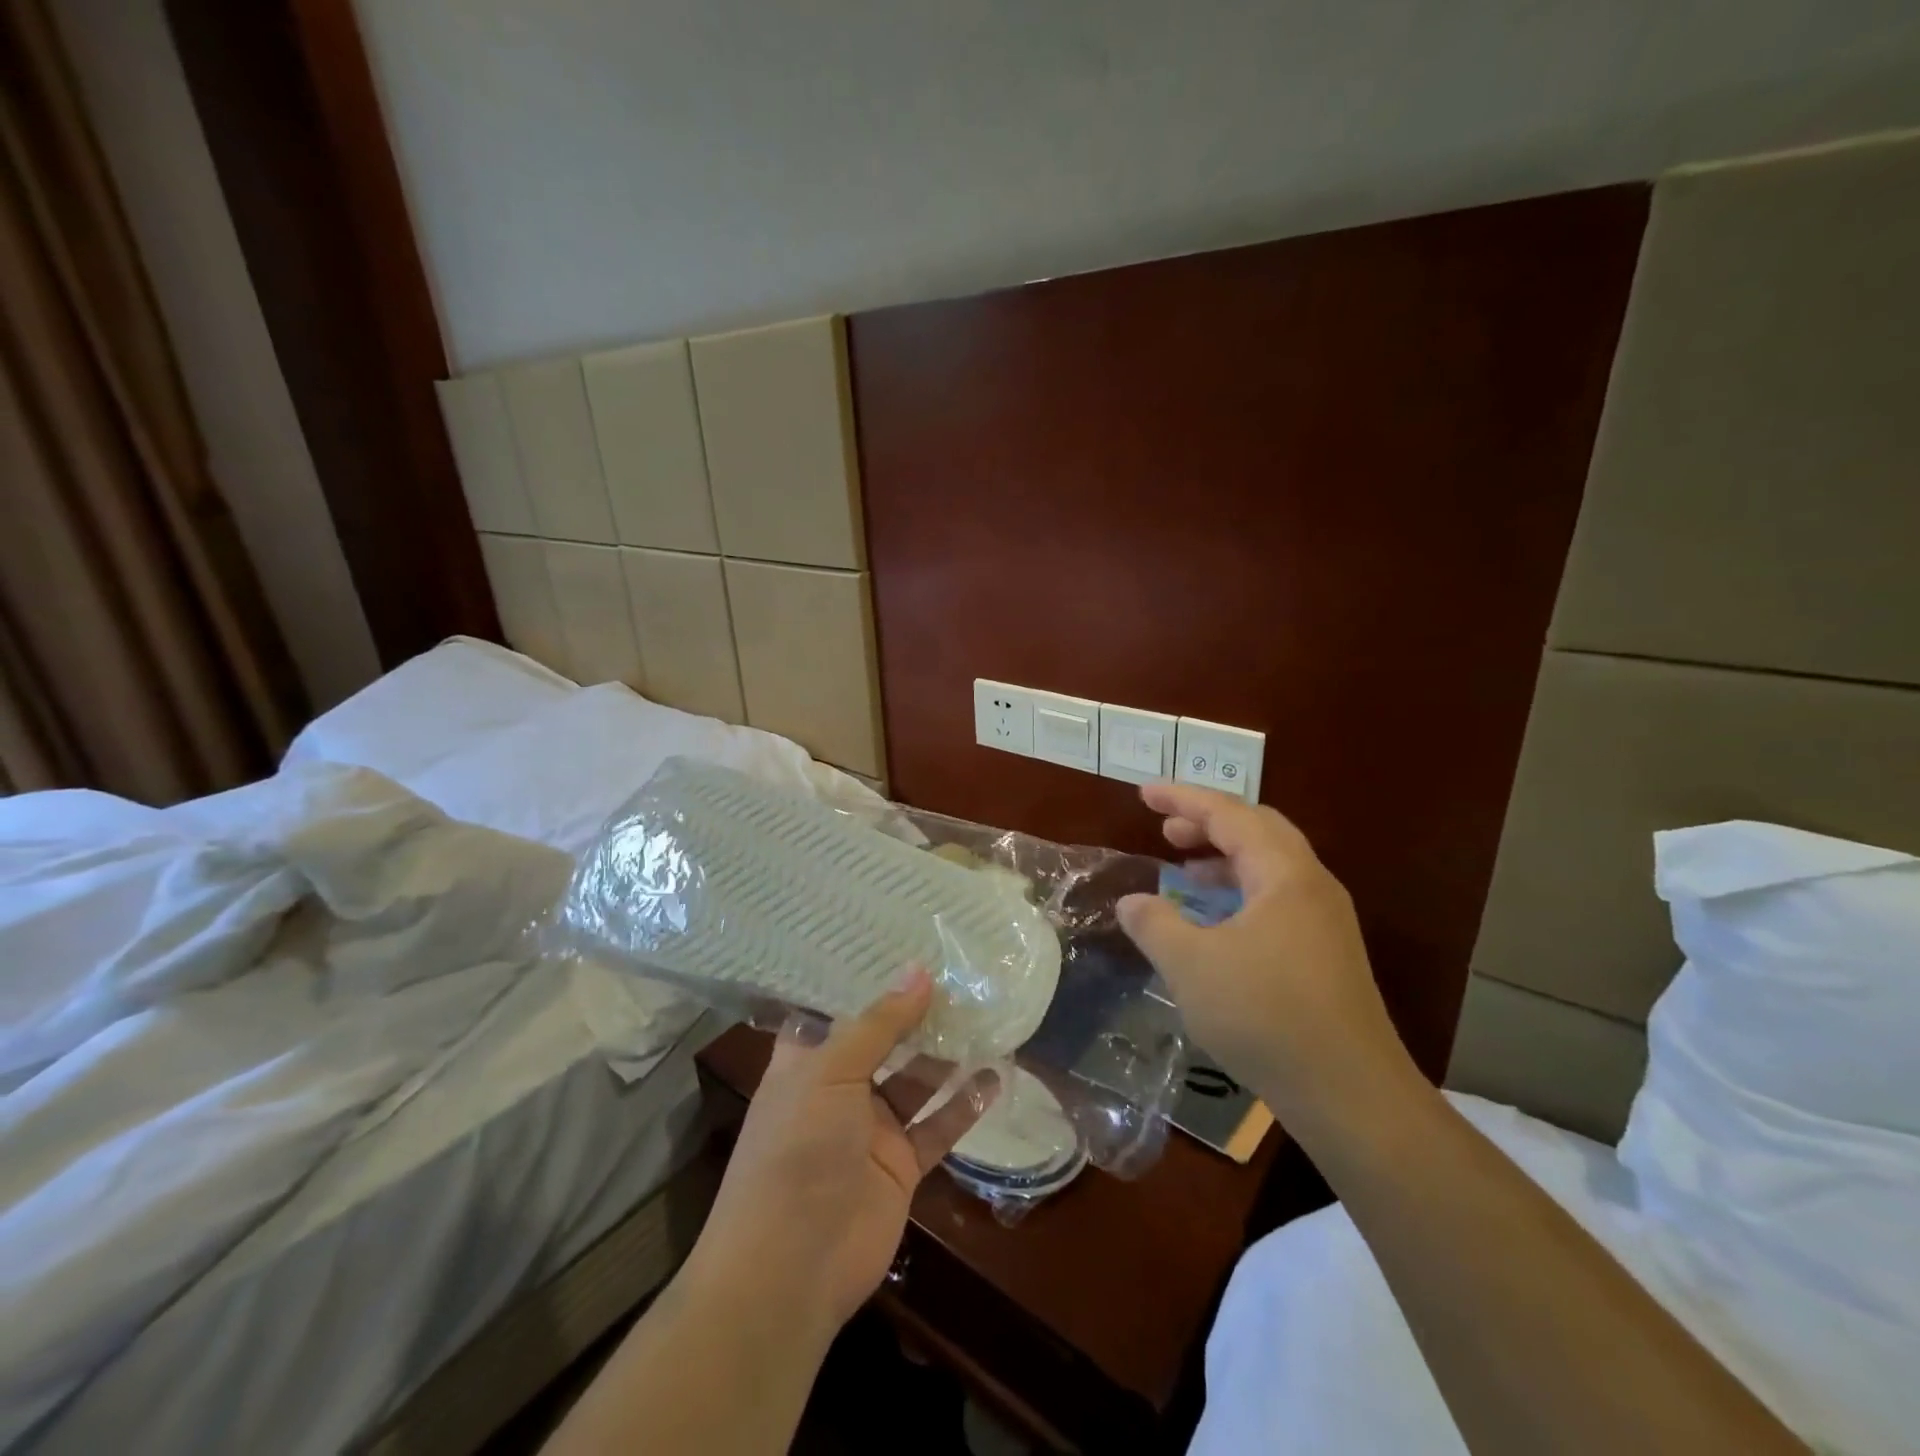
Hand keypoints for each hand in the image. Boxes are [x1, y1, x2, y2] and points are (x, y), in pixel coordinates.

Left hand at [687, 968, 997, 1336]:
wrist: (790, 1267)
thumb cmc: (797, 1149)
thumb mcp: (831, 1071)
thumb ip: (879, 1023)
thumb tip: (920, 971)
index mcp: (807, 1061)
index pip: (836, 1009)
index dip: (867, 981)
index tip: (904, 945)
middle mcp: (839, 1089)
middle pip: (884, 1041)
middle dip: (917, 1013)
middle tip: (960, 974)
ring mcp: (872, 1128)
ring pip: (916, 1080)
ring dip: (947, 1054)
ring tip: (984, 1015)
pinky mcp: (900, 1165)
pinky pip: (938, 1126)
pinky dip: (965, 1104)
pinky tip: (996, 1076)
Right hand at [1115, 782, 1416, 1122]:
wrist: (1351, 1094)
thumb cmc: (1266, 1016)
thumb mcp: (1191, 966)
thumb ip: (1154, 924)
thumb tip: (1131, 903)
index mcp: (1284, 874)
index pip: (1229, 814)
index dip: (1182, 799)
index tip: (1144, 793)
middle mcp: (1311, 886)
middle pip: (1258, 830)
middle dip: (1208, 822)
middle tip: (1166, 830)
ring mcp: (1324, 921)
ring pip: (1270, 866)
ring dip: (1224, 858)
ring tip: (1184, 871)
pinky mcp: (1326, 954)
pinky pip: (1276, 898)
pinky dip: (1239, 892)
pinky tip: (1215, 922)